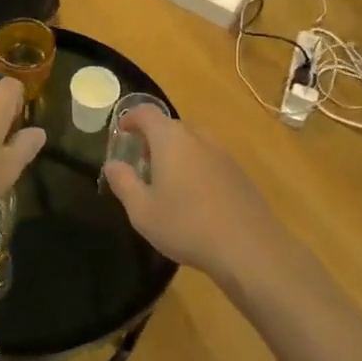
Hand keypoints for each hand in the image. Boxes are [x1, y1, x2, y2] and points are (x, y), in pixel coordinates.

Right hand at [103, 106, 284, 277]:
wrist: (248, 248)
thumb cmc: (186, 225)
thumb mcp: (142, 210)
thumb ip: (123, 183)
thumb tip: (112, 164)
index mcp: (171, 139)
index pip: (147, 112)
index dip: (131, 117)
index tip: (122, 132)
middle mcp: (198, 137)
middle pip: (171, 127)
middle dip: (153, 140)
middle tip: (142, 164)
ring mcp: (223, 153)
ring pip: (193, 143)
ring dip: (176, 153)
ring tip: (168, 182)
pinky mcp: (240, 173)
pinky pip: (210, 159)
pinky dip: (196, 167)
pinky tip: (196, 198)